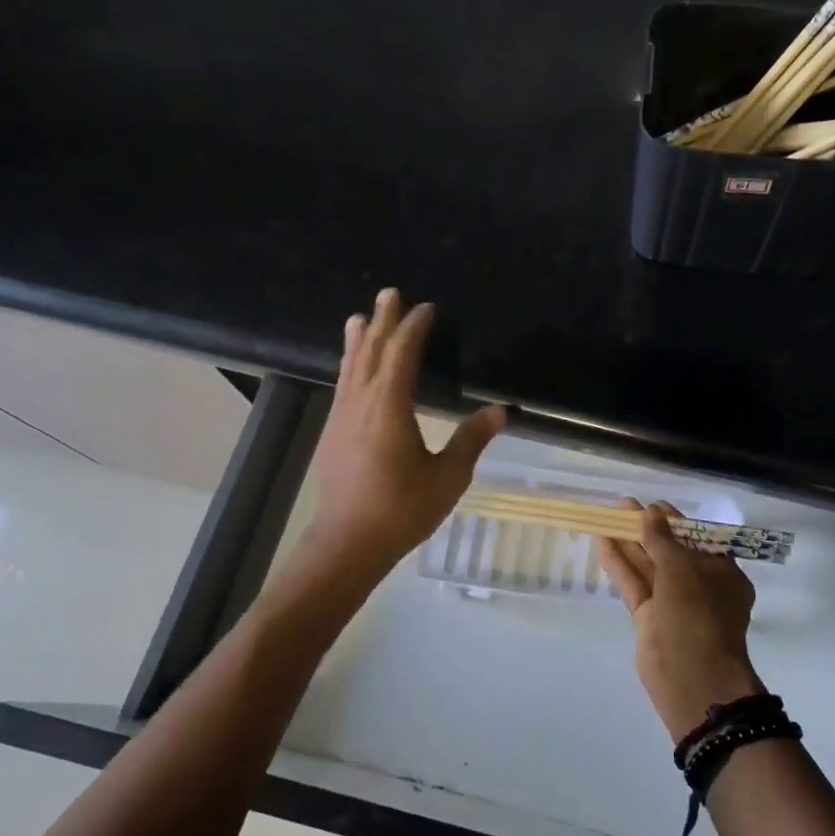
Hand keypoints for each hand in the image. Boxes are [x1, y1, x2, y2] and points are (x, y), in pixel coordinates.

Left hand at [304, 288, 505, 574]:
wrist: (348, 542)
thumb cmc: (402, 509)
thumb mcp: (448, 476)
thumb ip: (471, 440)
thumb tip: (501, 411)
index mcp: (389, 407)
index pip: (402, 355)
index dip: (414, 328)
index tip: (426, 308)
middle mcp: (361, 403)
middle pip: (372, 352)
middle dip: (383, 321)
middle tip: (389, 293)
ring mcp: (342, 417)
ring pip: (351, 367)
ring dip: (360, 340)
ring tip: (360, 317)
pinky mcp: (333, 434)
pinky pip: (343, 386)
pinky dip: (350, 366)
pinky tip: (351, 369)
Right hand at [599, 499, 763, 741]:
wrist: (692, 677)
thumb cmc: (698, 614)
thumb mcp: (682, 569)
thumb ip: (663, 540)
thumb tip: (652, 513)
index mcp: (722, 572)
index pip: (698, 539)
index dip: (675, 521)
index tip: (653, 505)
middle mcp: (699, 586)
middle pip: (670, 551)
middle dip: (647, 529)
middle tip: (622, 506)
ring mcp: (673, 603)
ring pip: (649, 567)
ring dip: (629, 543)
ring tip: (607, 517)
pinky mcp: (650, 618)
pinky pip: (635, 585)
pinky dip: (620, 565)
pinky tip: (602, 543)